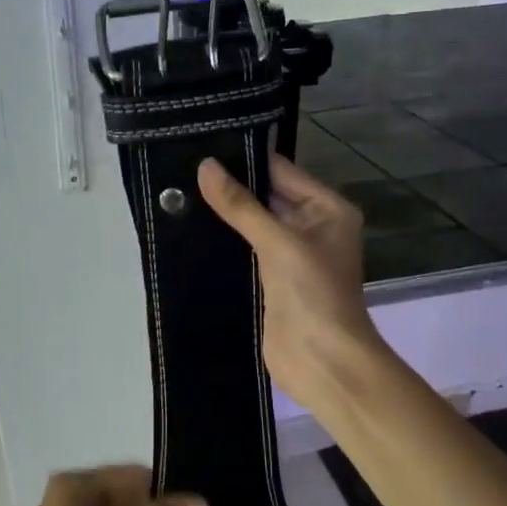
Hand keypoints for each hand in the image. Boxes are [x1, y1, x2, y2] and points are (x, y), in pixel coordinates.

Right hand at [198, 154, 383, 413]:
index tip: (203, 144)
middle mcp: (313, 226)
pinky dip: (225, 243)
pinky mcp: (272, 281)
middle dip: (231, 186)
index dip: (246, 158)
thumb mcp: (278, 242)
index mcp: (328, 209)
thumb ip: (240, 205)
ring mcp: (292, 255)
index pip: (282, 171)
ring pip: (254, 225)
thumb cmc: (313, 293)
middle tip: (182, 167)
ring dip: (224, 215)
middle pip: (267, 196)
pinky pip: (247, 252)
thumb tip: (205, 166)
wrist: (323, 361)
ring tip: (179, 192)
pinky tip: (191, 229)